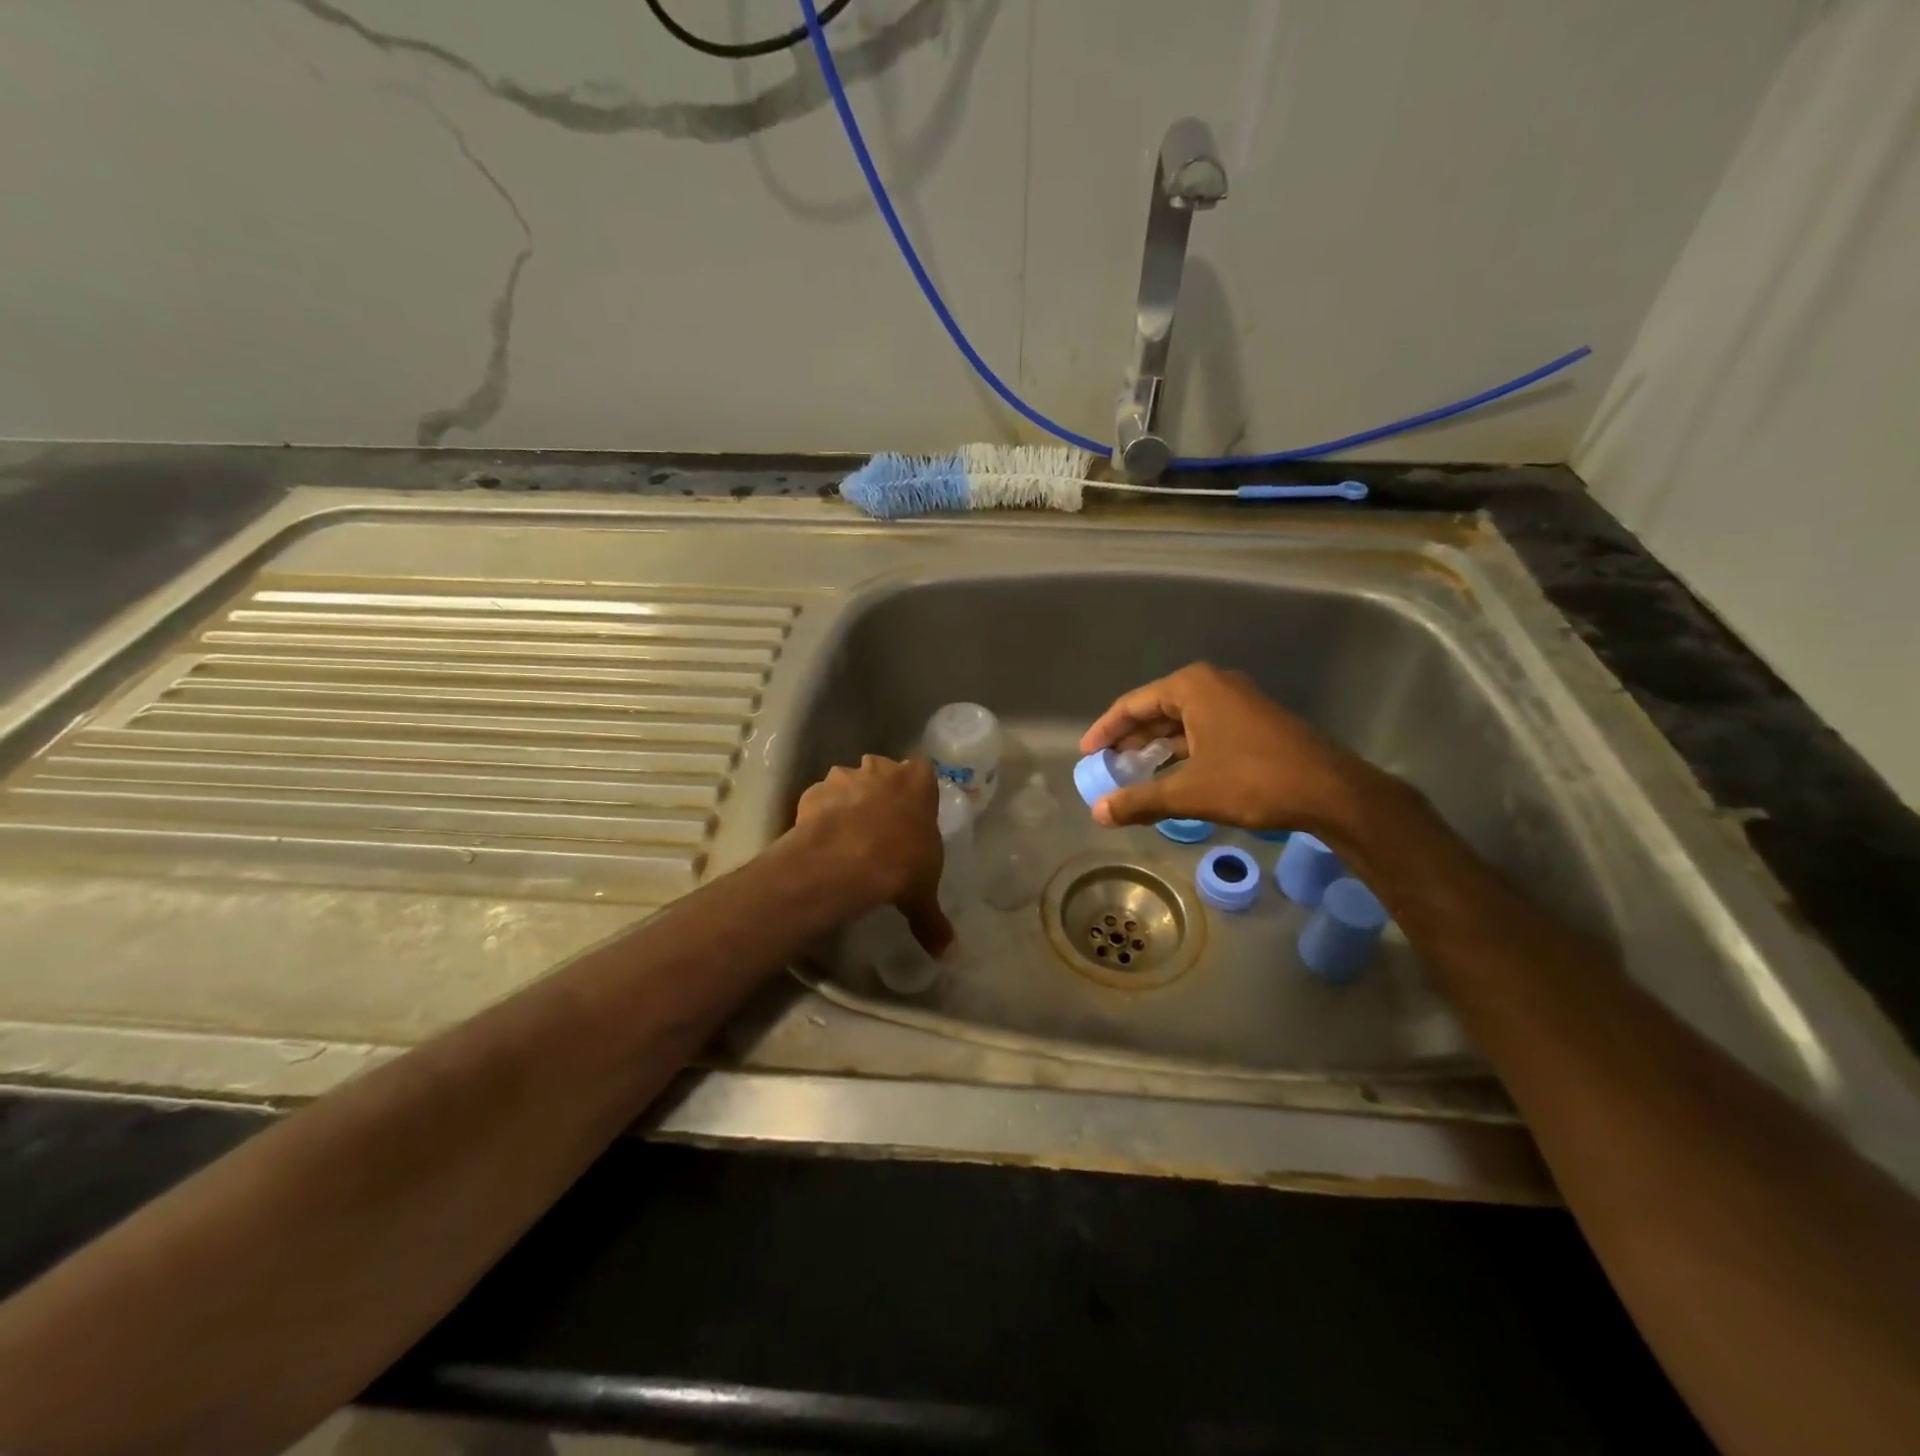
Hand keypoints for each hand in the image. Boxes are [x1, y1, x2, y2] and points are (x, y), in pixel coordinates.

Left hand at [791, 755, 953, 955]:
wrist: (846, 861)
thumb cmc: (901, 864)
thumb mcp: (923, 894)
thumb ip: (934, 920)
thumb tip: (950, 955)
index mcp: (918, 781)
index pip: (922, 773)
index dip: (915, 792)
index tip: (911, 815)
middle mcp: (882, 770)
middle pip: (882, 772)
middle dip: (880, 792)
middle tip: (879, 826)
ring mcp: (845, 777)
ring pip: (847, 783)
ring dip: (847, 802)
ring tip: (846, 837)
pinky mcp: (813, 792)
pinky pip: (819, 801)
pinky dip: (819, 816)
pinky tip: (822, 841)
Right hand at [1079, 663, 1379, 833]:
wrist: (1331, 791)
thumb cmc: (1253, 781)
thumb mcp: (1189, 792)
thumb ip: (1139, 800)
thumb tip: (1097, 813)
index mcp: (1192, 687)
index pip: (1133, 704)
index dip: (1105, 730)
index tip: (1087, 753)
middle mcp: (1213, 684)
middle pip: (1156, 709)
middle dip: (1130, 739)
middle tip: (1106, 765)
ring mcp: (1237, 702)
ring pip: (1181, 721)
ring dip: (1156, 747)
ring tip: (1132, 773)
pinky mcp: (1253, 722)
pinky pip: (1203, 730)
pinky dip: (1182, 750)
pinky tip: (1171, 775)